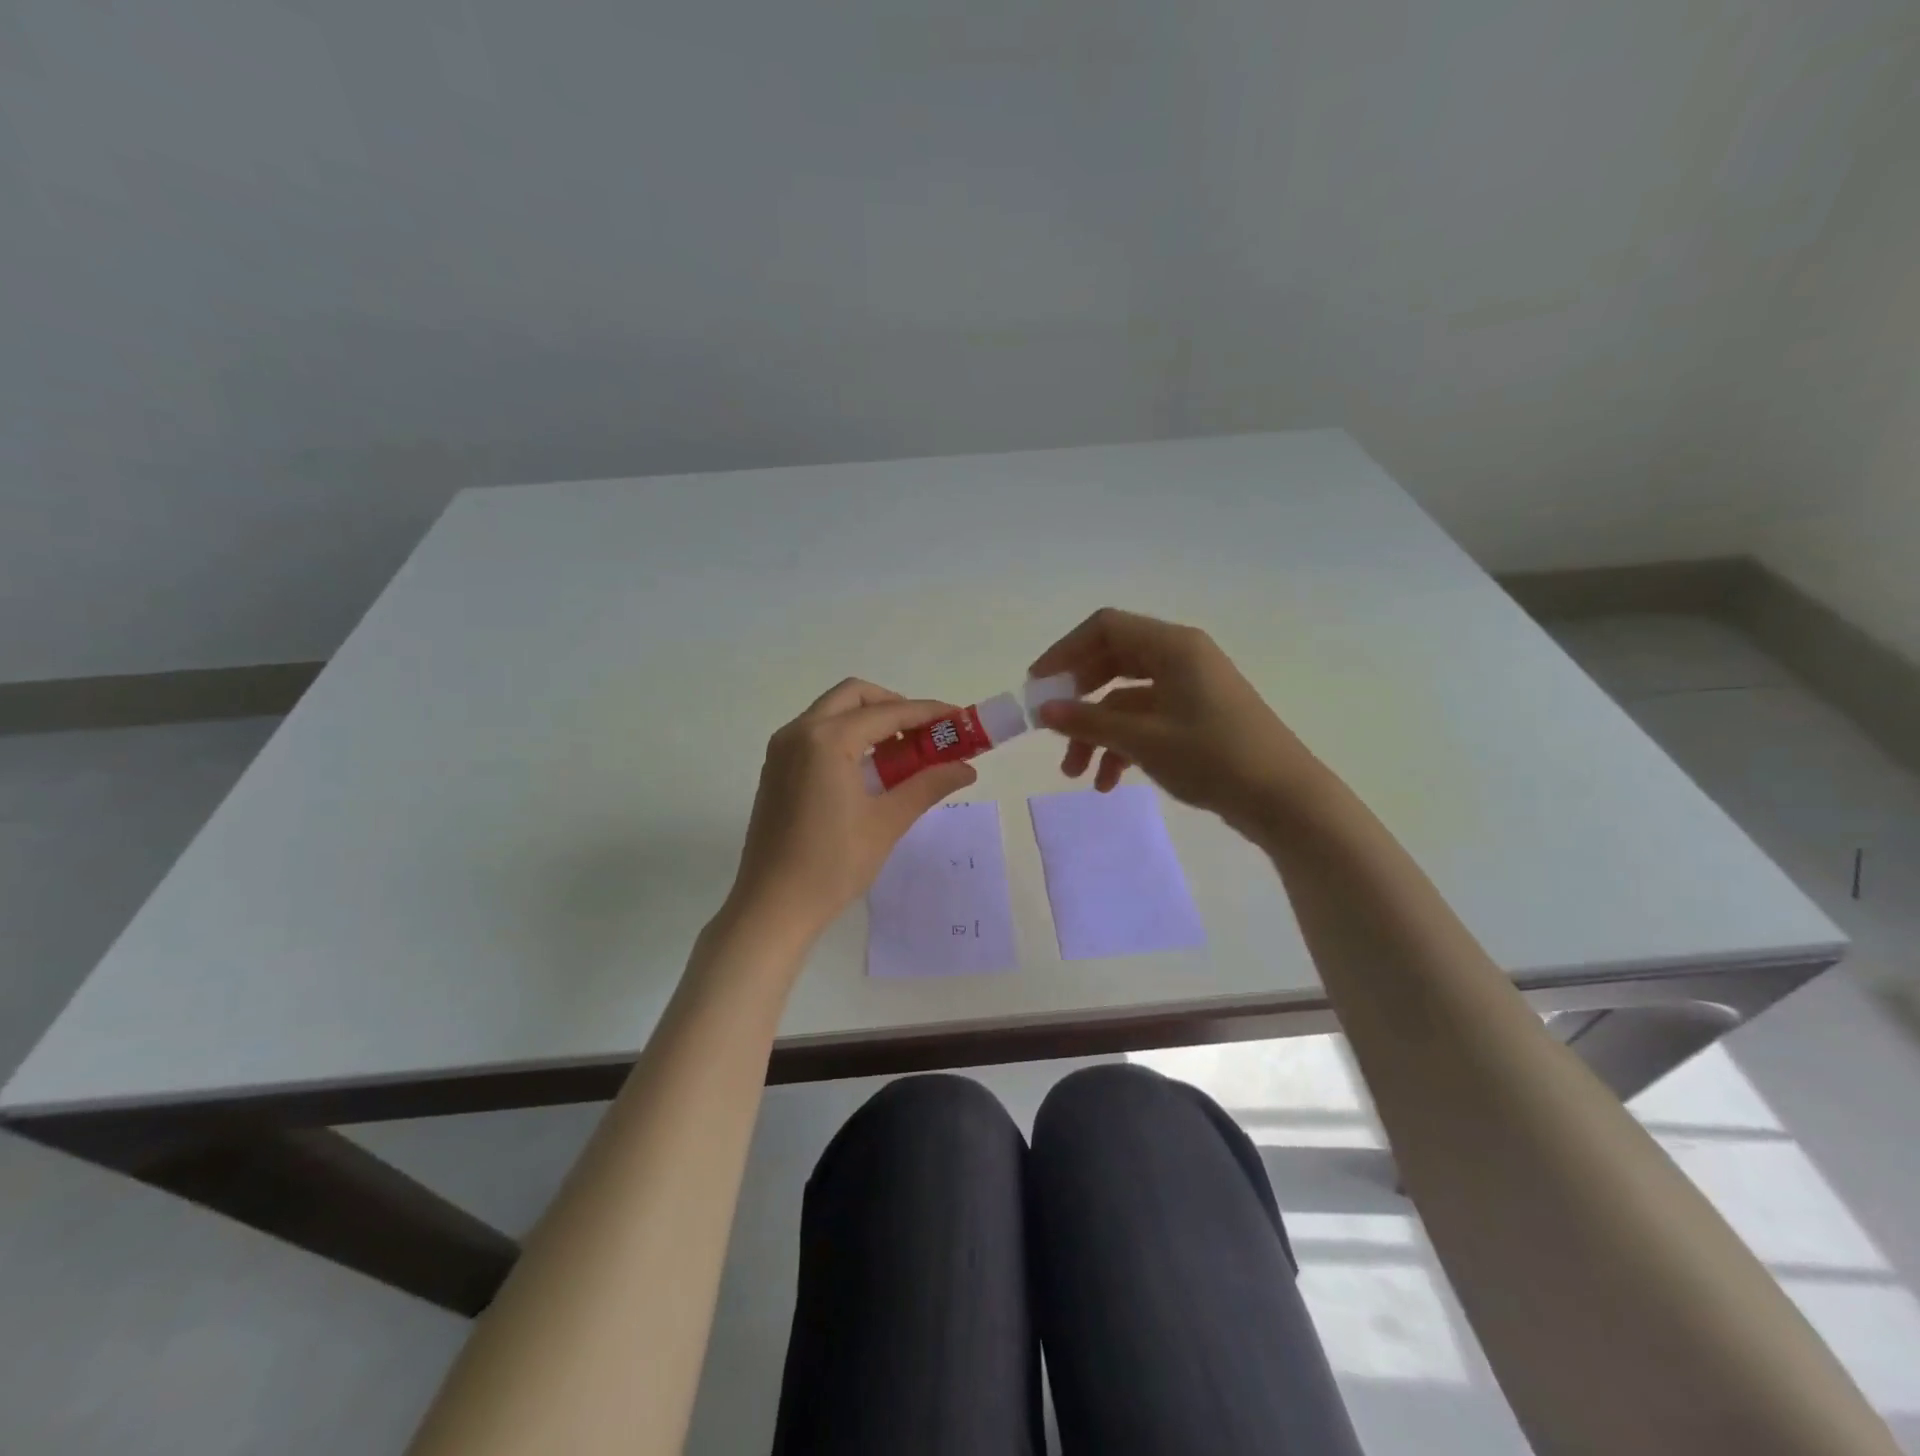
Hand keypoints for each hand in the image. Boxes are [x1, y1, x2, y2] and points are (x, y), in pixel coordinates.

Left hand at [726, 678, 977, 942]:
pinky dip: (847, 735)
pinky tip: (869, 768)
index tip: (959, 718)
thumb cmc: (832, 865)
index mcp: (827, 739)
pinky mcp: (775, 768)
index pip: (887, 712)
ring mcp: (782, 748)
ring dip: (869, 720)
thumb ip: (928, 785)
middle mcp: (799, 731)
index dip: (927, 713)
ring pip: (833, 711)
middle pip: (855, 696)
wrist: (772, 906)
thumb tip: (966, 768)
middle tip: (926, 733)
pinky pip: (816, 733)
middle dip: (894, 706)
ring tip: (903, 752)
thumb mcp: (887, 822)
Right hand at [1029, 608, 1328, 836]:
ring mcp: (1190, 688)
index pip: (1105, 627)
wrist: (1284, 800)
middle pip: (1112, 662)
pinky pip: (1146, 720)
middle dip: (1078, 699)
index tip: (1038, 686)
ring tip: (1075, 773)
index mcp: (1173, 646)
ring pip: (1125, 698)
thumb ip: (1088, 722)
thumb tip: (1044, 710)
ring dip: (1096, 732)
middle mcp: (1181, 658)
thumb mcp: (1143, 740)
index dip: (1065, 651)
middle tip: (1052, 728)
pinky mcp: (1196, 718)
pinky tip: (1107, 782)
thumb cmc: (1213, 758)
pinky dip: (1122, 745)